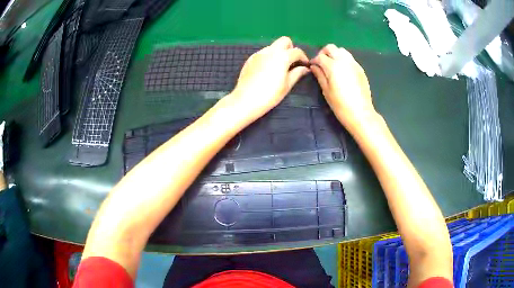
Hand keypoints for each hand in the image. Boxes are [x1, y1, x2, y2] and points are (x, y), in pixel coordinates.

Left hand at [227, 37, 309, 121]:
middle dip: (291, 48)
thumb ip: (297, 73)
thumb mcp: (287, 85)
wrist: (246, 100)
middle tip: (291, 62)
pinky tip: (267, 70)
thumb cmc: (270, 94)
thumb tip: (304, 68)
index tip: (304, 65)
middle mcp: (270, 51)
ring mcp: (259, 53)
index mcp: (282, 56)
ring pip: (273, 46)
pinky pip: (263, 53)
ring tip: (279, 67)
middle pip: (284, 41)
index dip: (303, 57)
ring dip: (279, 52)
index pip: (297, 51)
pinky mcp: (250, 59)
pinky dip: (269, 57)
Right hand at [310, 44, 375, 131]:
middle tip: (321, 63)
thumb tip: (314, 67)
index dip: (314, 60)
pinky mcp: (360, 69)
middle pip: (331, 48)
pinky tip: (342, 71)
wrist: (361, 113)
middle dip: (324, 53)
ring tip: (332, 65)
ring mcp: (354, 64)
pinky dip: (343, 59)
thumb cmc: (340, 105)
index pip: (320, 57)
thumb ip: (319, 75)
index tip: (312, 66)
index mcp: (333, 66)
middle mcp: (344, 61)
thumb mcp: (326, 91)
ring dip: (335, 54)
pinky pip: (350, 58)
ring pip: (342, 50)